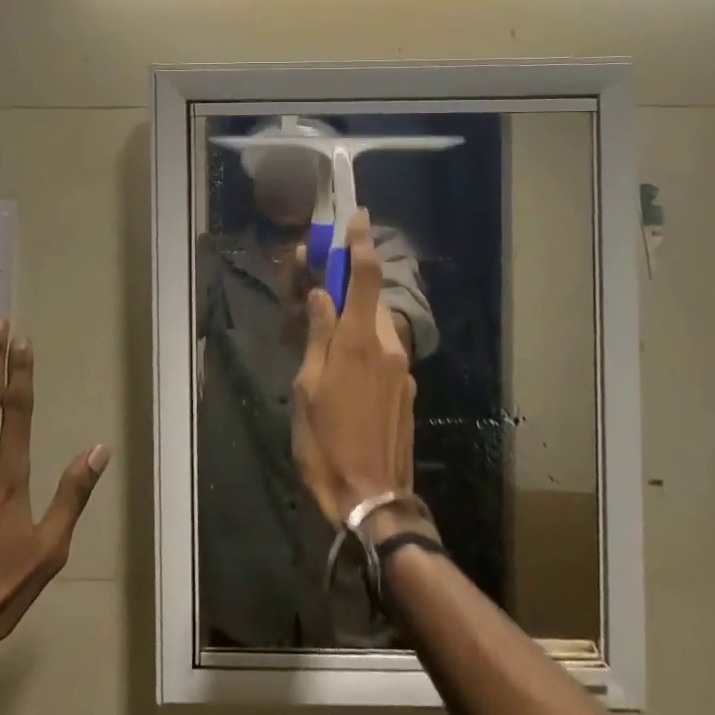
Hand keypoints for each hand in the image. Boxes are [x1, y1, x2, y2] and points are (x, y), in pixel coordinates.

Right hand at [290, 212, 418, 526]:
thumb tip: (321, 295)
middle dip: (346, 291)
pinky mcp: (407, 392)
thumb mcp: (307, 387)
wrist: (372, 498)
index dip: (361, 243)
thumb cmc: (326, 442)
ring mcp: (402, 371)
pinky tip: (343, 384)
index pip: (364, 277)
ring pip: (374, 331)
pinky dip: (363, 353)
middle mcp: (388, 347)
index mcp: (359, 341)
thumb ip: (318, 336)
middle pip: (368, 302)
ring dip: (352, 326)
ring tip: (323, 356)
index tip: (358, 216)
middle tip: (317, 300)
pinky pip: (383, 357)